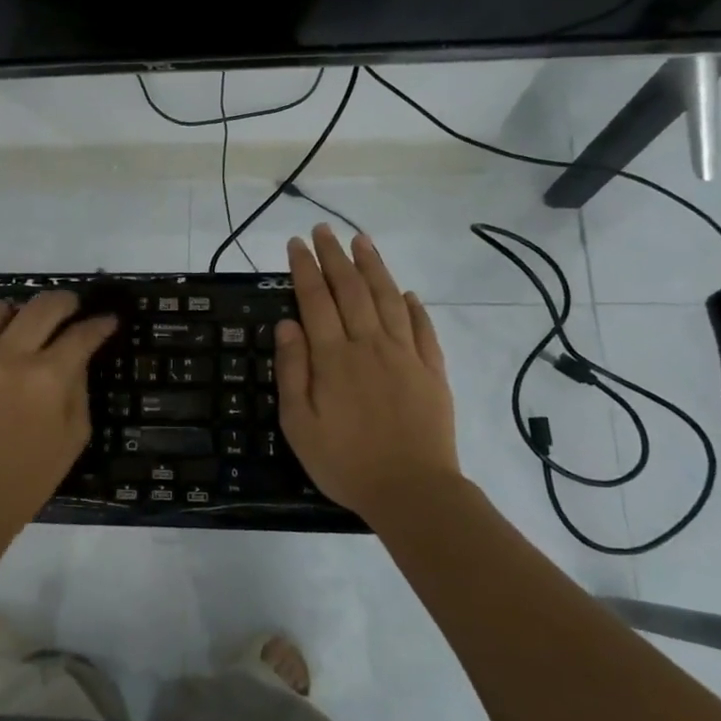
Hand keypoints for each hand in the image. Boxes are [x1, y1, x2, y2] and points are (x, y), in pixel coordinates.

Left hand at [0, 291, 117, 535]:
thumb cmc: (28, 478)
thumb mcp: (73, 437)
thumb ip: (78, 390)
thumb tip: (77, 359)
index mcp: (50, 378)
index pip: (82, 335)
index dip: (100, 324)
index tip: (108, 320)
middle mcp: (14, 356)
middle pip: (44, 306)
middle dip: (66, 302)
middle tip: (74, 306)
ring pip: (1, 309)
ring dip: (22, 309)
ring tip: (29, 321)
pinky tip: (2, 343)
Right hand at [276, 226, 462, 524]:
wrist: (412, 490)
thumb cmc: (345, 462)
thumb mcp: (300, 424)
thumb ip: (293, 371)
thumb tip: (288, 324)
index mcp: (334, 358)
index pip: (316, 300)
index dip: (305, 269)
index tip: (296, 243)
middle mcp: (369, 345)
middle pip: (352, 290)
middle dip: (335, 256)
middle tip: (324, 230)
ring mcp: (405, 355)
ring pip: (388, 299)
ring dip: (374, 267)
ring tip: (362, 241)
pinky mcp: (432, 370)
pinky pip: (422, 328)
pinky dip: (414, 306)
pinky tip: (407, 292)